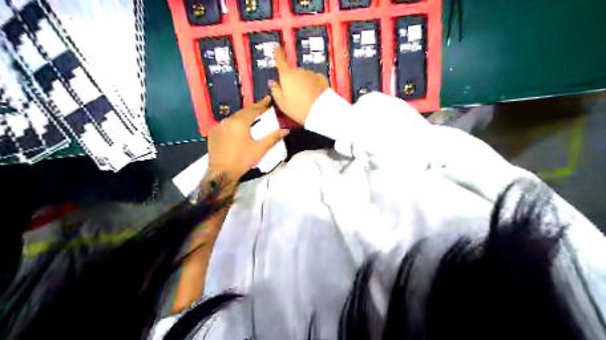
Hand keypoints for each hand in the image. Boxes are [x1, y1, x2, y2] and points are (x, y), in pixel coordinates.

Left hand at [206, 95, 287, 179]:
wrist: (221, 173)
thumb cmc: (242, 160)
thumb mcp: (260, 149)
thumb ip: (272, 138)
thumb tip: (286, 130)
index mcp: (240, 123)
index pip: (254, 110)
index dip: (262, 105)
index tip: (269, 99)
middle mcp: (228, 121)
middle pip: (243, 111)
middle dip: (254, 108)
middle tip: (263, 105)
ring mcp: (219, 126)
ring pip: (234, 117)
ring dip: (244, 115)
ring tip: (252, 114)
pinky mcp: (214, 133)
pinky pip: (227, 123)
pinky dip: (235, 122)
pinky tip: (239, 126)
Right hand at [269, 45, 329, 124]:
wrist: (321, 111)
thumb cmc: (298, 108)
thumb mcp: (282, 103)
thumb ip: (275, 91)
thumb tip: (272, 83)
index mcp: (287, 75)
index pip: (280, 60)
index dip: (277, 53)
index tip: (276, 47)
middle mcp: (299, 71)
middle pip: (293, 72)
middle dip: (292, 80)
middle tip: (292, 95)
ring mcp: (311, 74)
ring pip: (303, 76)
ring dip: (302, 83)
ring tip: (304, 98)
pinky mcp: (321, 79)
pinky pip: (313, 80)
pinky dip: (312, 85)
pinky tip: (313, 94)